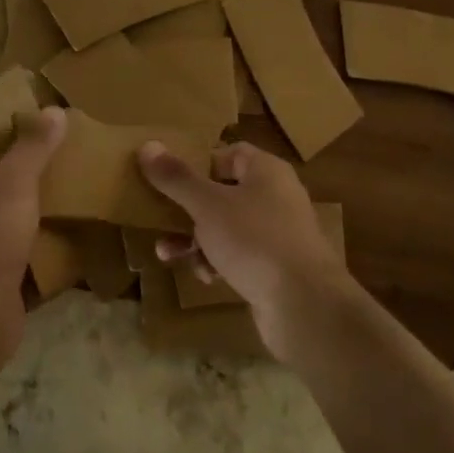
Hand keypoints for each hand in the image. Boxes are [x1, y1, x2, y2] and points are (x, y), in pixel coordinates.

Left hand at [0, 107, 65, 357]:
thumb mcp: (15, 180)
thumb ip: (35, 144)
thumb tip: (55, 110)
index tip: (30, 110)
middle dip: (18, 154)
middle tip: (53, 139)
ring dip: (26, 189)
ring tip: (62, 171)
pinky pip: (8, 228)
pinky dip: (30, 221)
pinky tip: (60, 211)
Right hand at [138, 140, 351, 353]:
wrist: (305, 307)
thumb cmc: (255, 240)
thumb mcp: (207, 205)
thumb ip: (176, 177)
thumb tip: (147, 145)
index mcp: (265, 171)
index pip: (228, 153)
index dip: (198, 162)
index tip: (168, 177)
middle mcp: (274, 196)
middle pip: (222, 192)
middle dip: (187, 208)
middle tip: (159, 217)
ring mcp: (277, 234)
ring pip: (226, 227)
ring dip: (195, 239)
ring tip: (167, 254)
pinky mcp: (275, 268)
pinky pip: (238, 255)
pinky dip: (217, 262)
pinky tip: (204, 277)